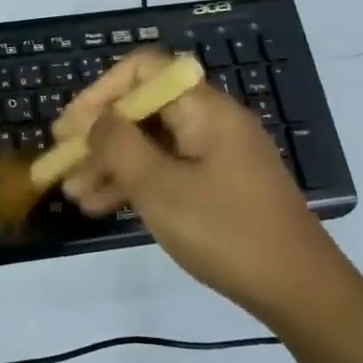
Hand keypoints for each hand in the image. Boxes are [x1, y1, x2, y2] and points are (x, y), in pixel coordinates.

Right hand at [54, 49, 345, 315]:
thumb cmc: (225, 230)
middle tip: (62, 162)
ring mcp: (216, 155)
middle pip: (142, 109)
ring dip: (110, 163)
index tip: (71, 127)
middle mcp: (210, 121)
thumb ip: (118, 145)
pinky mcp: (219, 185)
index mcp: (203, 109)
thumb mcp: (159, 187)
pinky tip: (103, 207)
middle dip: (98, 134)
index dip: (100, 91)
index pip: (143, 70)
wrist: (300, 291)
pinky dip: (134, 182)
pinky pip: (166, 169)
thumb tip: (95, 121)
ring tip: (74, 194)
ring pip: (150, 143)